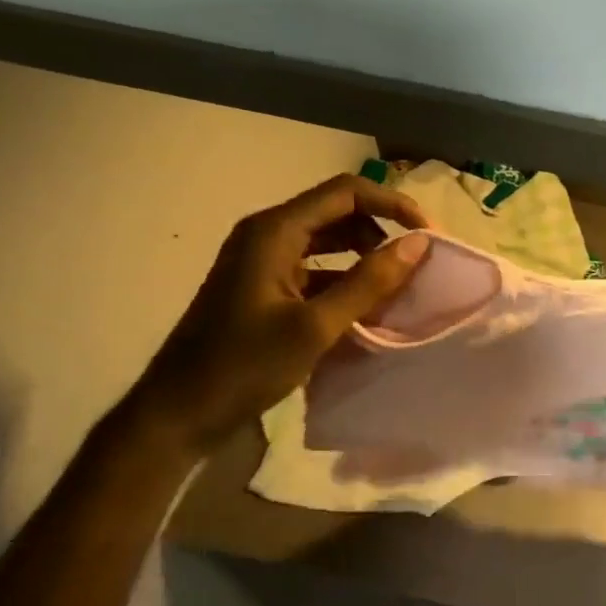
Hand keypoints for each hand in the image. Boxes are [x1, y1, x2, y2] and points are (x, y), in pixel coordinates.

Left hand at [128, 176, 431, 454]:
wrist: (178, 413)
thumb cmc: (244, 366)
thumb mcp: (315, 326)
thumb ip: (369, 282)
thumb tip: (419, 244)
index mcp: (275, 231)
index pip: (347, 192)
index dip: (393, 205)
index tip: (428, 236)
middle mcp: (268, 235)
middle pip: (339, 213)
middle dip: (383, 231)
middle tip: (418, 263)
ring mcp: (264, 261)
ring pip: (330, 242)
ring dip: (366, 258)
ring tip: (398, 288)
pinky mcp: (264, 287)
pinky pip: (316, 270)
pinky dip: (346, 281)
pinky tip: (368, 311)